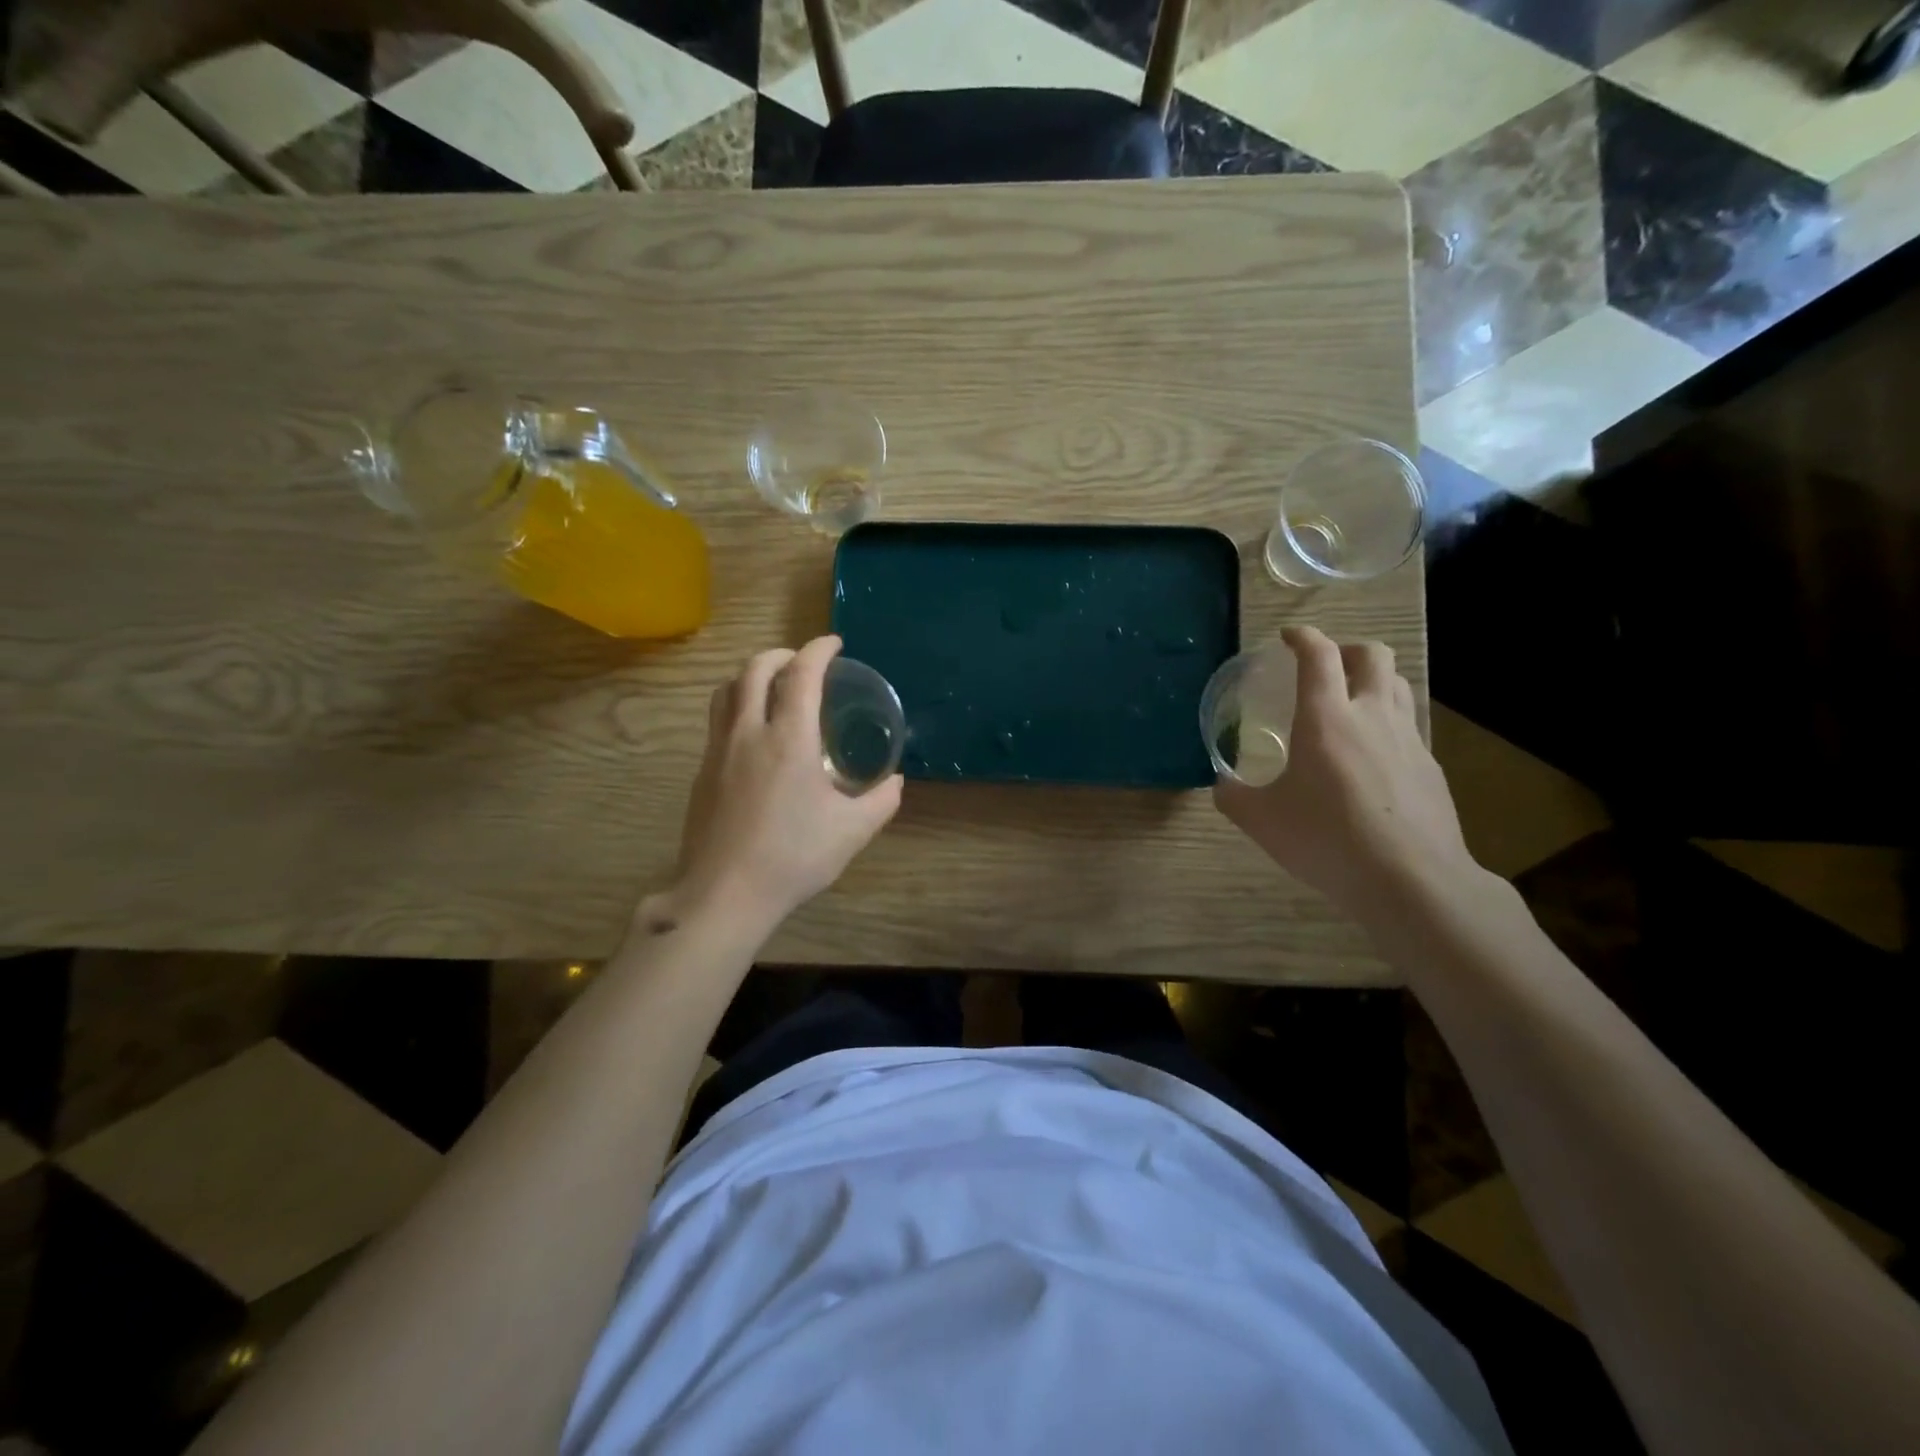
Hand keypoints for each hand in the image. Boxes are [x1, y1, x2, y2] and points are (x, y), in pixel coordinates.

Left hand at [645, 636, 902, 934]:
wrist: (724, 895)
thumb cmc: (793, 858)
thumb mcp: (852, 832)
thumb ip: (880, 801)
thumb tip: (895, 782)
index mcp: (789, 739)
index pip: (800, 674)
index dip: (818, 650)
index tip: (833, 643)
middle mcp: (748, 732)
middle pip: (754, 670)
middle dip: (780, 654)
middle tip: (803, 661)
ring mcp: (718, 751)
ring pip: (726, 691)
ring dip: (751, 675)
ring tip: (772, 684)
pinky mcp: (702, 773)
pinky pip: (718, 720)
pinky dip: (737, 705)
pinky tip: (754, 733)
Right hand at [1213, 627, 1479, 916]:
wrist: (1411, 880)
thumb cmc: (1327, 839)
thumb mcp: (1261, 821)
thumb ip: (1234, 796)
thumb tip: (1222, 784)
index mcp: (1326, 718)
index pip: (1318, 656)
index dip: (1302, 637)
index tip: (1288, 637)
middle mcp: (1371, 716)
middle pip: (1372, 655)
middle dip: (1346, 649)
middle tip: (1324, 666)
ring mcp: (1409, 740)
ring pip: (1398, 684)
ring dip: (1373, 679)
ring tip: (1351, 701)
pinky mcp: (1430, 767)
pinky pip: (1409, 726)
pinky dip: (1388, 722)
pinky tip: (1372, 756)